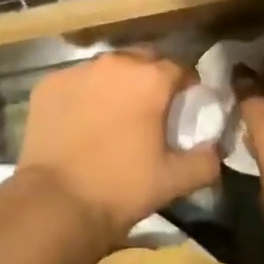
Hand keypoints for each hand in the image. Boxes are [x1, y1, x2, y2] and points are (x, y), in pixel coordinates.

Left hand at [17, 52, 220, 242]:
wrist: (56, 203)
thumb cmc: (121, 187)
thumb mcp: (174, 180)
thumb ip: (205, 160)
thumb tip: (214, 148)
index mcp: (150, 79)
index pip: (180, 68)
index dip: (186, 87)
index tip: (184, 108)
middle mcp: (115, 63)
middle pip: (142, 60)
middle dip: (151, 79)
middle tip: (150, 110)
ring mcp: (77, 71)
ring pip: (107, 69)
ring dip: (116, 84)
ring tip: (113, 115)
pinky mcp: (49, 84)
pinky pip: (76, 82)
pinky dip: (84, 95)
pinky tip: (81, 121)